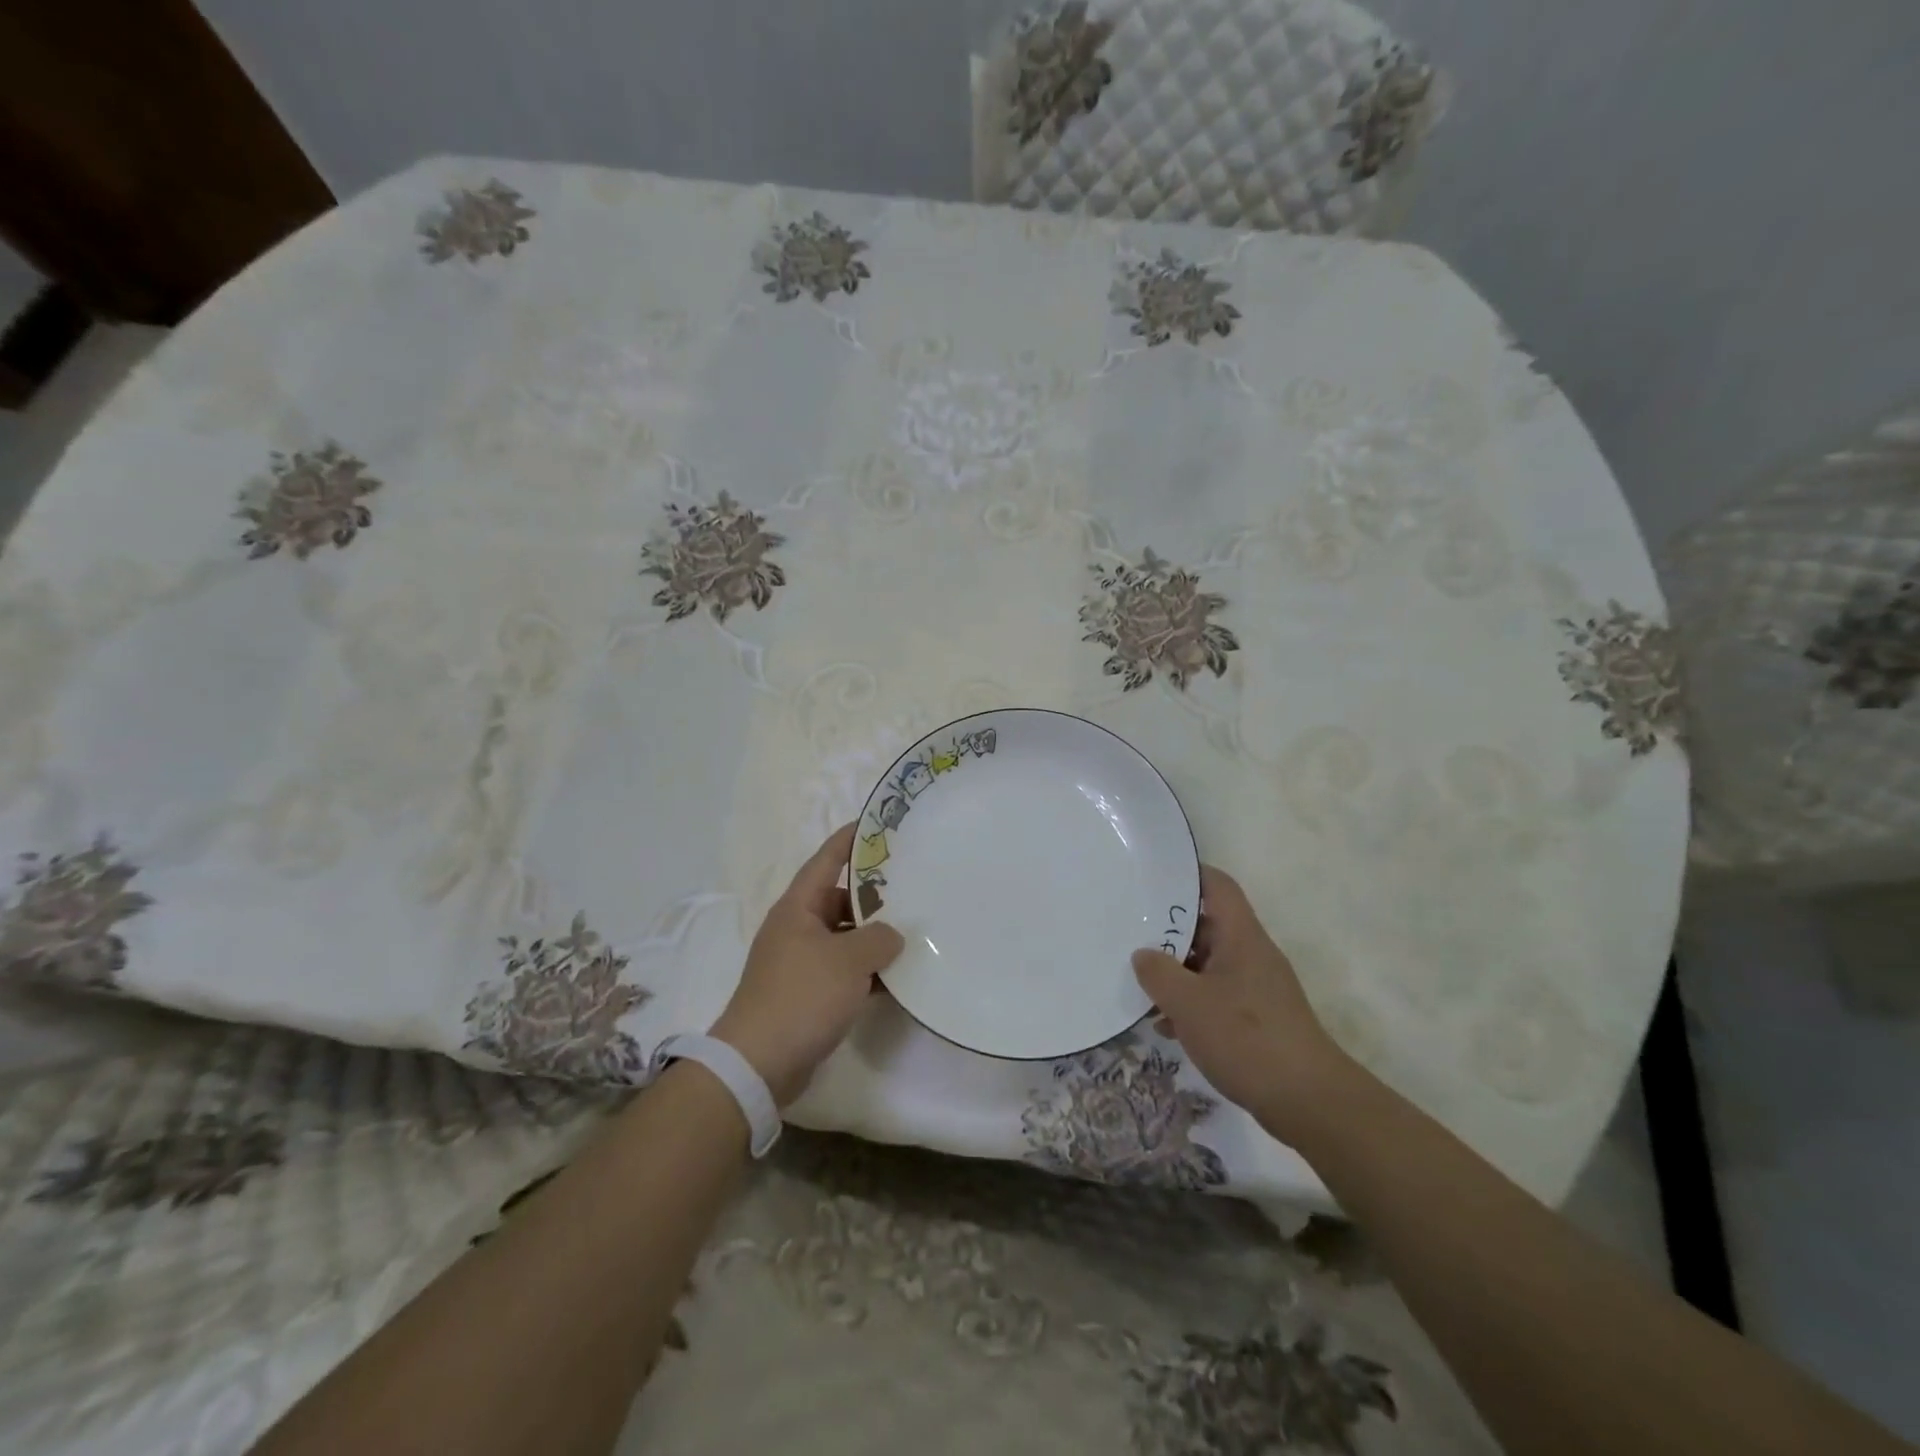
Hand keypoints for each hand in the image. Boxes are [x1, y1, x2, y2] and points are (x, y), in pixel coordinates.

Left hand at [711, 824, 904, 1105]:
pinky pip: (842, 972)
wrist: (759, 1063)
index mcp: (798, 908)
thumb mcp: (849, 960)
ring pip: (843, 938)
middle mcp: (796, 929)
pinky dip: (866, 972)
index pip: (825, 861)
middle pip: (838, 900)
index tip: (874, 825)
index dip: (849, 840)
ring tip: (912, 933)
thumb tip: (891, 935)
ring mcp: (800, 963)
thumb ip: (878, 938)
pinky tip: (896, 979)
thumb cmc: (802, 996)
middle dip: (872, 896)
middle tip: (910, 887)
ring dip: (872, 938)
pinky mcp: (806, 995)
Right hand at [1132, 866, 1349, 1140]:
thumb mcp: (1188, 1002)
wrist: (1308, 1101)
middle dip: (1169, 932)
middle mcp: (1251, 954)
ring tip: (1140, 985)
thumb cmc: (1246, 1037)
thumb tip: (1143, 955)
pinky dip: (1191, 1003)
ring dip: (1176, 973)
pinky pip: (1216, 996)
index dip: (1187, 874)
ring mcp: (1256, 987)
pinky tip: (1166, 1026)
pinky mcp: (1258, 1019)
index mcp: (1241, 936)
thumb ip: (1158, 973)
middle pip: (1207, 926)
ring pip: (1208, 964)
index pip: (1217, 886)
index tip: (1152, 877)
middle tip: (1130, 935)